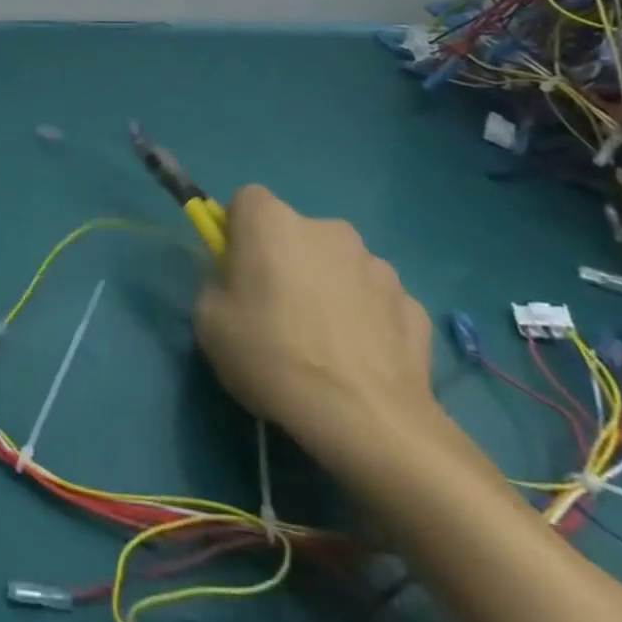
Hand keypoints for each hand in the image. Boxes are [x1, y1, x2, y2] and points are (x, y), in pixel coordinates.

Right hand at [194, 184, 437, 468]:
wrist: (366, 420)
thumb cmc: (271, 356)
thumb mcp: (208, 321)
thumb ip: (217, 286)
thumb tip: (236, 286)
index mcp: (271, 221)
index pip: (247, 201)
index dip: (238, 232)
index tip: (236, 270)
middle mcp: (327, 228)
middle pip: (296, 233)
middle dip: (287, 261)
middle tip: (276, 312)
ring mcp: (377, 266)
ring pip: (340, 266)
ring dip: (330, 289)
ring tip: (324, 345)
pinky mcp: (414, 306)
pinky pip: (376, 302)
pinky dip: (367, 321)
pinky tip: (360, 362)